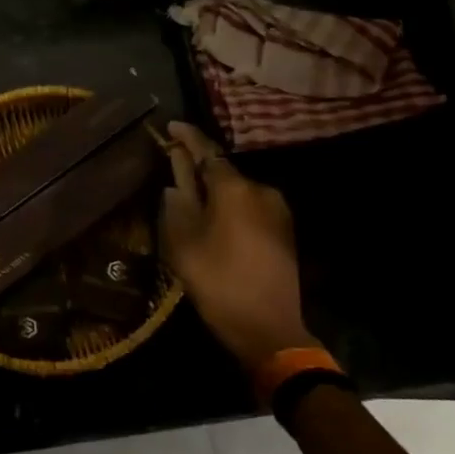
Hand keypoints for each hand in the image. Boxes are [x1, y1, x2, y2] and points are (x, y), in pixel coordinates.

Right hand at [160, 122, 319, 371]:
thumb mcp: (183, 242)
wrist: (269, 328)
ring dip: (214, 190)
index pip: (205, 150)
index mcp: (234, 187)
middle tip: (172, 168)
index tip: (170, 125)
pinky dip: (229, 206)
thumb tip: (175, 178)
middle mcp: (260, 189)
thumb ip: (177, 202)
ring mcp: (277, 210)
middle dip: (197, 167)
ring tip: (190, 199)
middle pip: (222, 170)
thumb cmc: (218, 282)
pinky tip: (215, 220)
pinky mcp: (284, 230)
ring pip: (236, 190)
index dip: (186, 137)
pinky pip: (249, 206)